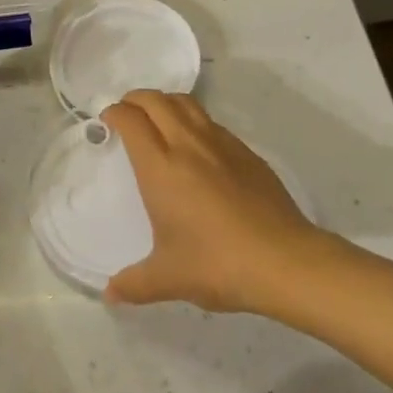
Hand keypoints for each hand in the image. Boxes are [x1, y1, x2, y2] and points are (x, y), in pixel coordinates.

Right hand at [102, 89, 318, 313]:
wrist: (284, 260)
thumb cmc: (218, 264)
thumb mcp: (169, 278)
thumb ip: (135, 283)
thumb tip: (110, 294)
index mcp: (161, 167)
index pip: (131, 120)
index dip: (115, 113)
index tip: (107, 120)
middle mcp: (187, 144)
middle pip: (156, 101)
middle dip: (135, 99)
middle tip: (126, 112)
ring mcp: (219, 143)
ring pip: (185, 103)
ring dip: (164, 101)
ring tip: (157, 117)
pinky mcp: (245, 151)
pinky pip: (210, 121)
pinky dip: (192, 118)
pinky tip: (196, 143)